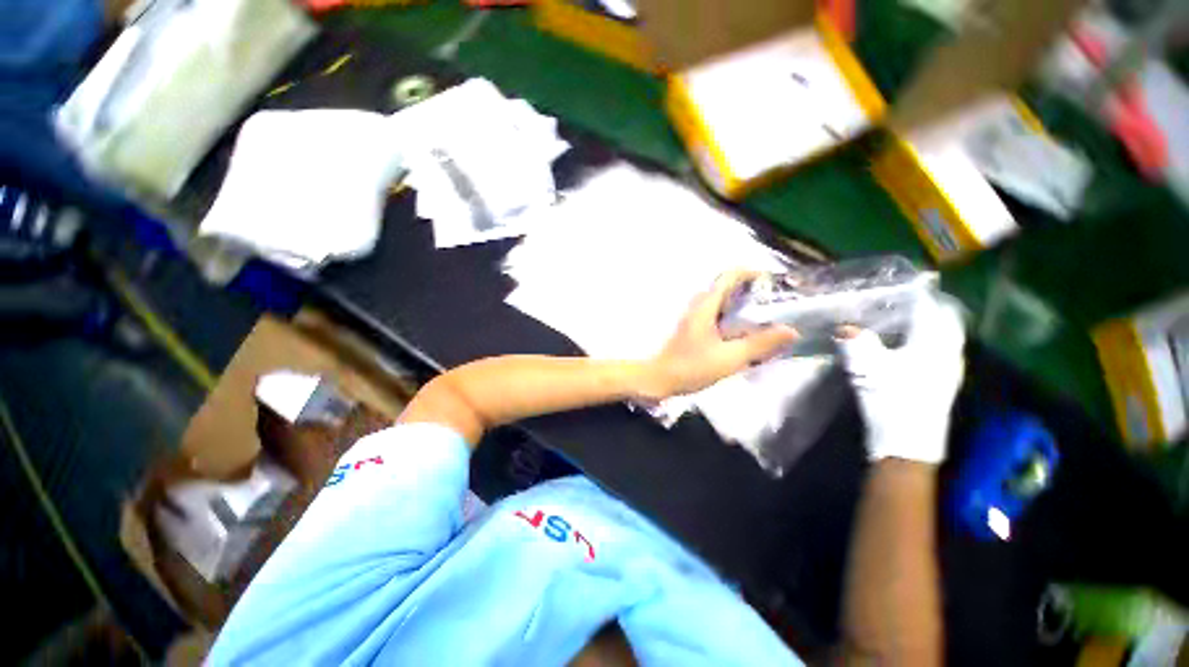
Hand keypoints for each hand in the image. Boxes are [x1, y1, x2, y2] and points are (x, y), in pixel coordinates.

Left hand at [641, 271, 797, 400]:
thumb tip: (791, 331)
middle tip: (775, 306)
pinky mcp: (693, 329)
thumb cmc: (691, 367)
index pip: (730, 276)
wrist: (659, 379)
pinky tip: (744, 337)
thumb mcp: (730, 358)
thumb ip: (760, 344)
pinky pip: (717, 316)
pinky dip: (733, 319)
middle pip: (728, 288)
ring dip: (743, 307)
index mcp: (706, 305)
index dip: (753, 274)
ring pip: (723, 303)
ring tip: (765, 322)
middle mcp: (699, 305)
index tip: (774, 284)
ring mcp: (694, 317)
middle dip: (752, 293)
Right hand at [838, 292, 965, 464]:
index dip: (919, 293)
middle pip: (945, 319)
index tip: (904, 283)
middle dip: (929, 306)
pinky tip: (909, 344)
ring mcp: (949, 368)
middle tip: (904, 298)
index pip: (932, 308)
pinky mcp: (943, 381)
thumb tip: (844, 327)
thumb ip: (857, 342)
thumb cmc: (892, 399)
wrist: (908, 443)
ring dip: (929, 323)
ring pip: (945, 335)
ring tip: (905, 317)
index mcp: (934, 344)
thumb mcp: (868, 368)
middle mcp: (949, 352)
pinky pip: (940, 349)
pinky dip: (928, 339)